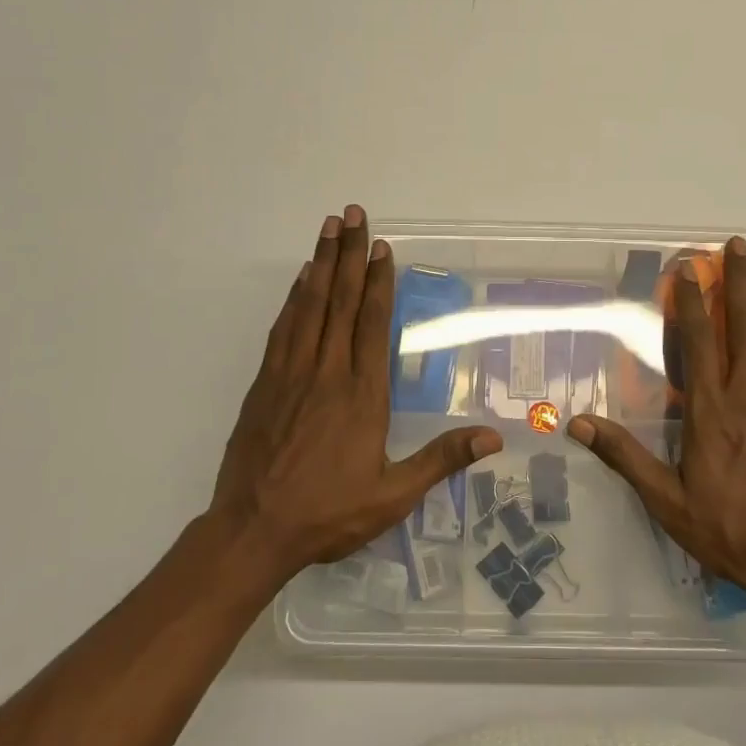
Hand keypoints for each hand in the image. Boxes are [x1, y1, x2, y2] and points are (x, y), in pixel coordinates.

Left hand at [209, 204, 502, 583]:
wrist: (252, 531)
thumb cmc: (327, 514)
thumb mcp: (393, 496)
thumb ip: (441, 460)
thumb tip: (493, 438)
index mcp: (361, 395)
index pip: (373, 324)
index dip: (379, 282)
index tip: (382, 247)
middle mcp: (327, 373)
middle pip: (340, 301)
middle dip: (349, 254)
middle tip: (354, 214)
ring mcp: (291, 374)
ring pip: (309, 306)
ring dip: (321, 264)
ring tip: (329, 228)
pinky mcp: (264, 384)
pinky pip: (283, 328)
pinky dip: (294, 298)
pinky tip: (301, 280)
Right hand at [568, 238, 745, 619]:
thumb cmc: (729, 532)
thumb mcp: (667, 501)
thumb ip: (625, 457)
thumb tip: (578, 424)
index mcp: (712, 412)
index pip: (700, 343)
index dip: (692, 302)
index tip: (689, 269)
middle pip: (743, 326)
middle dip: (738, 281)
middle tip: (738, 243)